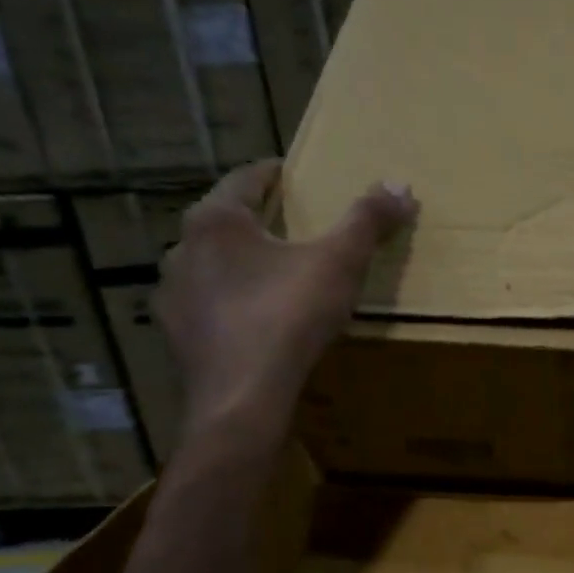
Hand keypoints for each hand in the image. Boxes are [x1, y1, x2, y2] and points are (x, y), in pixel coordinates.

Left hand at [155, 160, 416, 443]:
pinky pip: (207, 306)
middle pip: (226, 222)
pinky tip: (255, 320)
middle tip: (294, 227)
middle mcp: (182, 249)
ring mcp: (172, 295)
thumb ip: (368, 221)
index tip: (297, 176)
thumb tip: (401, 185)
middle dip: (259, 221)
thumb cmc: (287, 316)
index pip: (246, 179)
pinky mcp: (176, 336)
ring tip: (275, 276)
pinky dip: (230, 303)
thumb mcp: (339, 263)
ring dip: (240, 264)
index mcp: (216, 221)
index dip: (276, 174)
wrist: (242, 398)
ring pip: (211, 265)